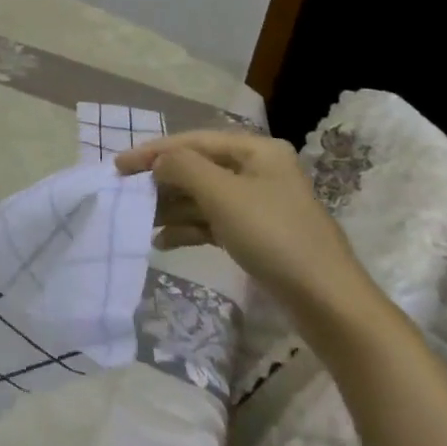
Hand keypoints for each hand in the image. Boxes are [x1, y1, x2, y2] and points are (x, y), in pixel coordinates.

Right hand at [115, 129, 378, 330]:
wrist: (329, 303)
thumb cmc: (274, 236)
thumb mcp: (222, 194)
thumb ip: (182, 167)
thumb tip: (158, 162)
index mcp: (256, 150)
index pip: (192, 141)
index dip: (152, 151)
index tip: (117, 165)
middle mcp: (258, 170)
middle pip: (197, 168)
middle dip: (161, 182)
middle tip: (126, 194)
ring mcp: (259, 204)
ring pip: (202, 197)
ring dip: (171, 207)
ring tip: (140, 221)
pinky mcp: (258, 235)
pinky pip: (213, 222)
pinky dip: (188, 229)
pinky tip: (163, 242)